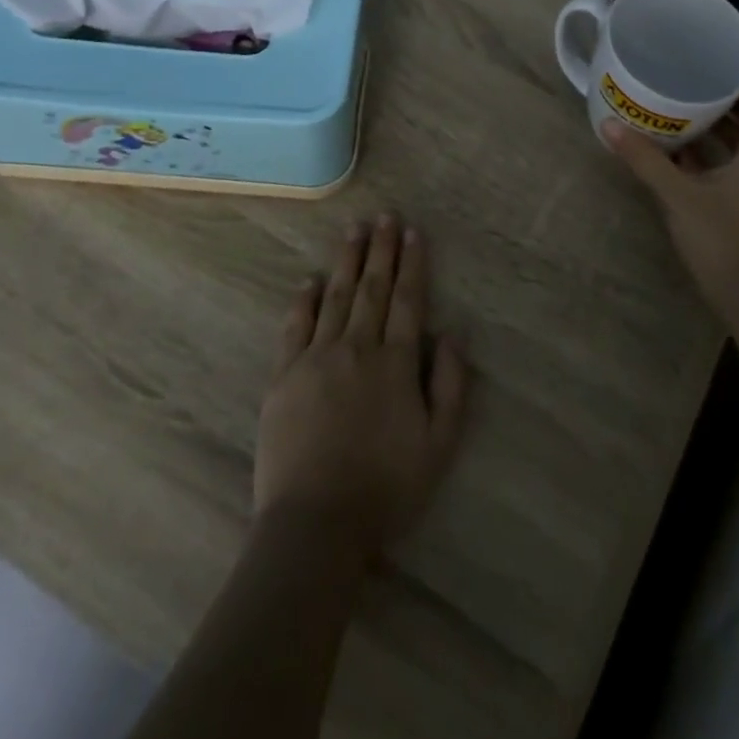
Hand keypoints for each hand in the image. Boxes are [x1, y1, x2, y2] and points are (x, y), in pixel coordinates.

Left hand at [254, 215, 469, 565]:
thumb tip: (453, 332)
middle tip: (384, 216)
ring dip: (346, 261)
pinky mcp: (284, 376)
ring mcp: (316, 358)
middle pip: (372, 288)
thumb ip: (451, 384)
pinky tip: (310, 279)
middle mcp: (357, 348)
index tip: (413, 232)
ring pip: (335, 297)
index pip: (408, 300)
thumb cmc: (387, 487)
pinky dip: (303, 300)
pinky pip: (295, 326)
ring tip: (354, 230)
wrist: (316, 523)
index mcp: (396, 362)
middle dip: (381, 250)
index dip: (412, 263)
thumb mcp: (440, 444)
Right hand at [602, 78, 738, 308]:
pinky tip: (676, 150)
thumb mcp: (677, 194)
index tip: (704, 59)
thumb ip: (644, 159)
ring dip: (709, 131)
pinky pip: (732, 166)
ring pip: (737, 146)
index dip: (734, 77)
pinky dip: (710, 157)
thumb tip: (607, 125)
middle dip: (713, 103)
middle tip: (678, 80)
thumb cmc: (720, 238)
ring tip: (672, 109)